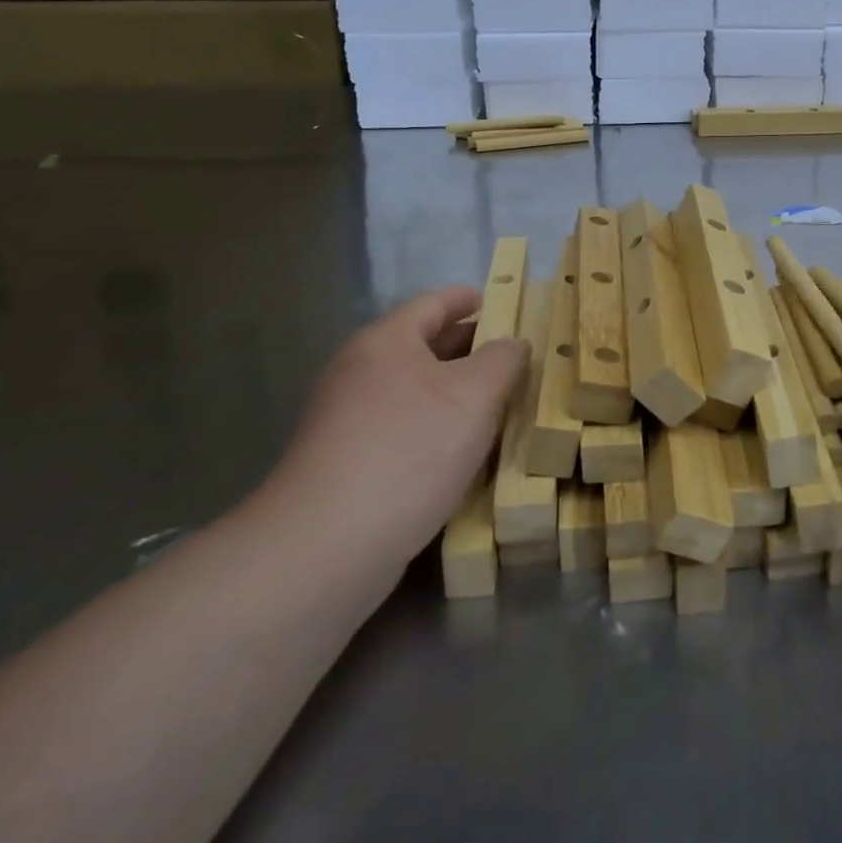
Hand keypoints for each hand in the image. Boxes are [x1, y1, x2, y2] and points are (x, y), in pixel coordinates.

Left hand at [261, 287, 528, 565]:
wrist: (327, 543)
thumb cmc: (410, 449)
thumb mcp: (475, 395)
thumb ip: (503, 360)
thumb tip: (513, 344)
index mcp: (386, 342)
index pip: (432, 304)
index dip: (466, 299)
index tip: (494, 300)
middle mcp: (359, 372)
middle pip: (420, 345)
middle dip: (466, 347)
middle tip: (508, 354)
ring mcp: (345, 419)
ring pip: (411, 390)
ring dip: (452, 391)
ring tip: (495, 402)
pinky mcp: (344, 463)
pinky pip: (400, 427)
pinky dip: (433, 426)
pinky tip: (459, 450)